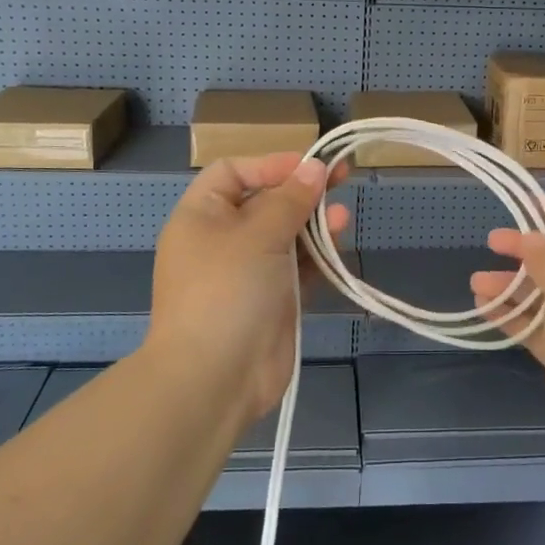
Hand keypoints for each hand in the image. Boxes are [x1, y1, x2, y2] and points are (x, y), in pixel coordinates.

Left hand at [149, 153, 349, 426]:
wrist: (215, 379)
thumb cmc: (227, 291)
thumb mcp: (258, 234)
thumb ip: (290, 199)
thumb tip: (315, 167)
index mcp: (202, 216)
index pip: (233, 172)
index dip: (270, 164)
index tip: (309, 165)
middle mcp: (222, 240)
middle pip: (265, 201)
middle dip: (301, 191)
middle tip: (342, 177)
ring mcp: (248, 272)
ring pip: (286, 234)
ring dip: (314, 222)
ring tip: (342, 216)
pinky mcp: (272, 300)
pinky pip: (297, 267)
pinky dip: (317, 254)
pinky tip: (339, 242)